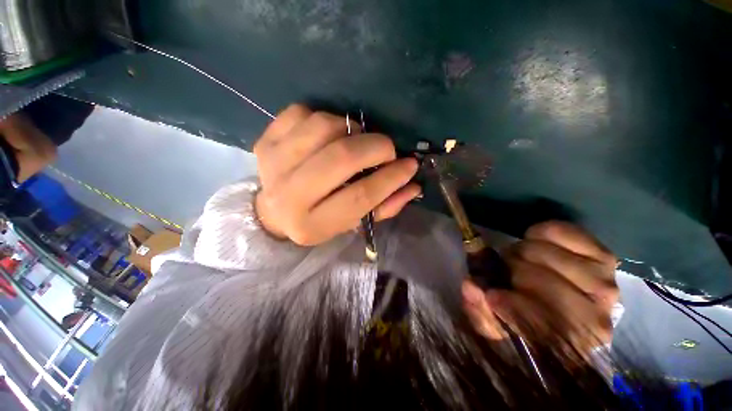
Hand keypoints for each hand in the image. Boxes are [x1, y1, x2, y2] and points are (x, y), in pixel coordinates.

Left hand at [254, 104, 420, 245]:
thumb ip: (384, 206)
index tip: (409, 165)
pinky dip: (323, 117)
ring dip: (350, 129)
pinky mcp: (265, 141)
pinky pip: (301, 113)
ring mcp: (273, 164)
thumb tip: (412, 185)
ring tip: (356, 140)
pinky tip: (328, 134)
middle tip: (387, 149)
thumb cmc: (319, 219)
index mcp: (312, 224)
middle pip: (340, 158)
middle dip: (374, 147)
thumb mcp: (352, 222)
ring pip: (323, 127)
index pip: (359, 196)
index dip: (390, 178)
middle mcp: (289, 196)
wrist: (274, 212)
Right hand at [462, 221, 618, 353]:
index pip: (539, 321)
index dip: (509, 305)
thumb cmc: (529, 323)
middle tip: (504, 272)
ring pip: (542, 252)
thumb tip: (470, 286)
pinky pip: (561, 231)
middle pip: (537, 279)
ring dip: (520, 252)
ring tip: (518, 260)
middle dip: (510, 272)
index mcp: (569, 343)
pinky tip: (535, 242)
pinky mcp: (602, 256)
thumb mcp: (498, 327)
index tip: (490, 296)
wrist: (568, 312)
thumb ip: (481, 312)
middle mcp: (596, 315)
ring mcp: (603, 282)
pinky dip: (539, 232)